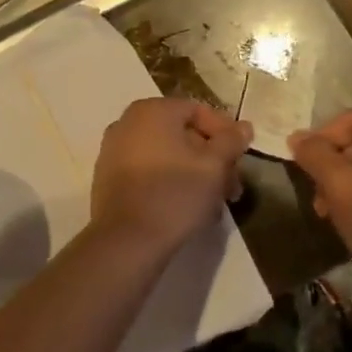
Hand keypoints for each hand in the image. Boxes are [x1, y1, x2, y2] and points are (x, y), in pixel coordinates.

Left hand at [90, 97, 251, 256]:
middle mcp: (127, 123)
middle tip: (232, 187)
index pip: (198, 111)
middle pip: (182, 134)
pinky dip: (170, 181)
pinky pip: (148, 171)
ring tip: (214, 203)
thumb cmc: (175, 194)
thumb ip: (231, 141)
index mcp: (152, 110)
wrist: (126, 241)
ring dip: (194, 173)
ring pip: (166, 155)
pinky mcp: (108, 178)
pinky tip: (188, 207)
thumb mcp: (214, 166)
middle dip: (211, 159)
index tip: (241, 159)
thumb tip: (243, 126)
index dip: (225, 133)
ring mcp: (113, 150)